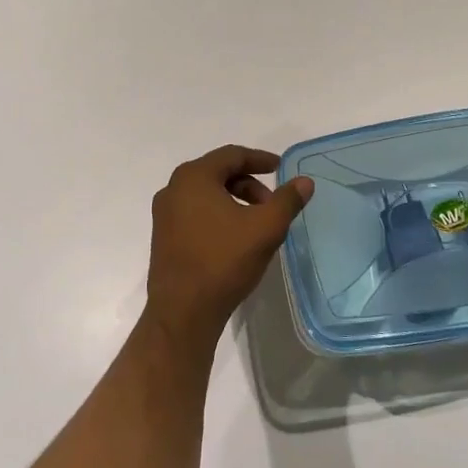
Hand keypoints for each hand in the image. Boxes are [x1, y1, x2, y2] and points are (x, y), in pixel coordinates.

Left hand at [144, 145, 313, 351]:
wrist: (183, 311)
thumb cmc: (224, 261)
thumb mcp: (265, 228)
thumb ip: (287, 200)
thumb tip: (305, 182)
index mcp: (194, 177)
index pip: (232, 155)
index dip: (260, 159)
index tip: (280, 168)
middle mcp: (173, 189)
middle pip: (218, 173)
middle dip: (249, 184)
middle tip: (272, 204)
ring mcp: (164, 214)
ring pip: (206, 195)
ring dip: (234, 200)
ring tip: (256, 224)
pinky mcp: (163, 237)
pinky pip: (195, 213)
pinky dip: (218, 215)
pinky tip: (235, 239)